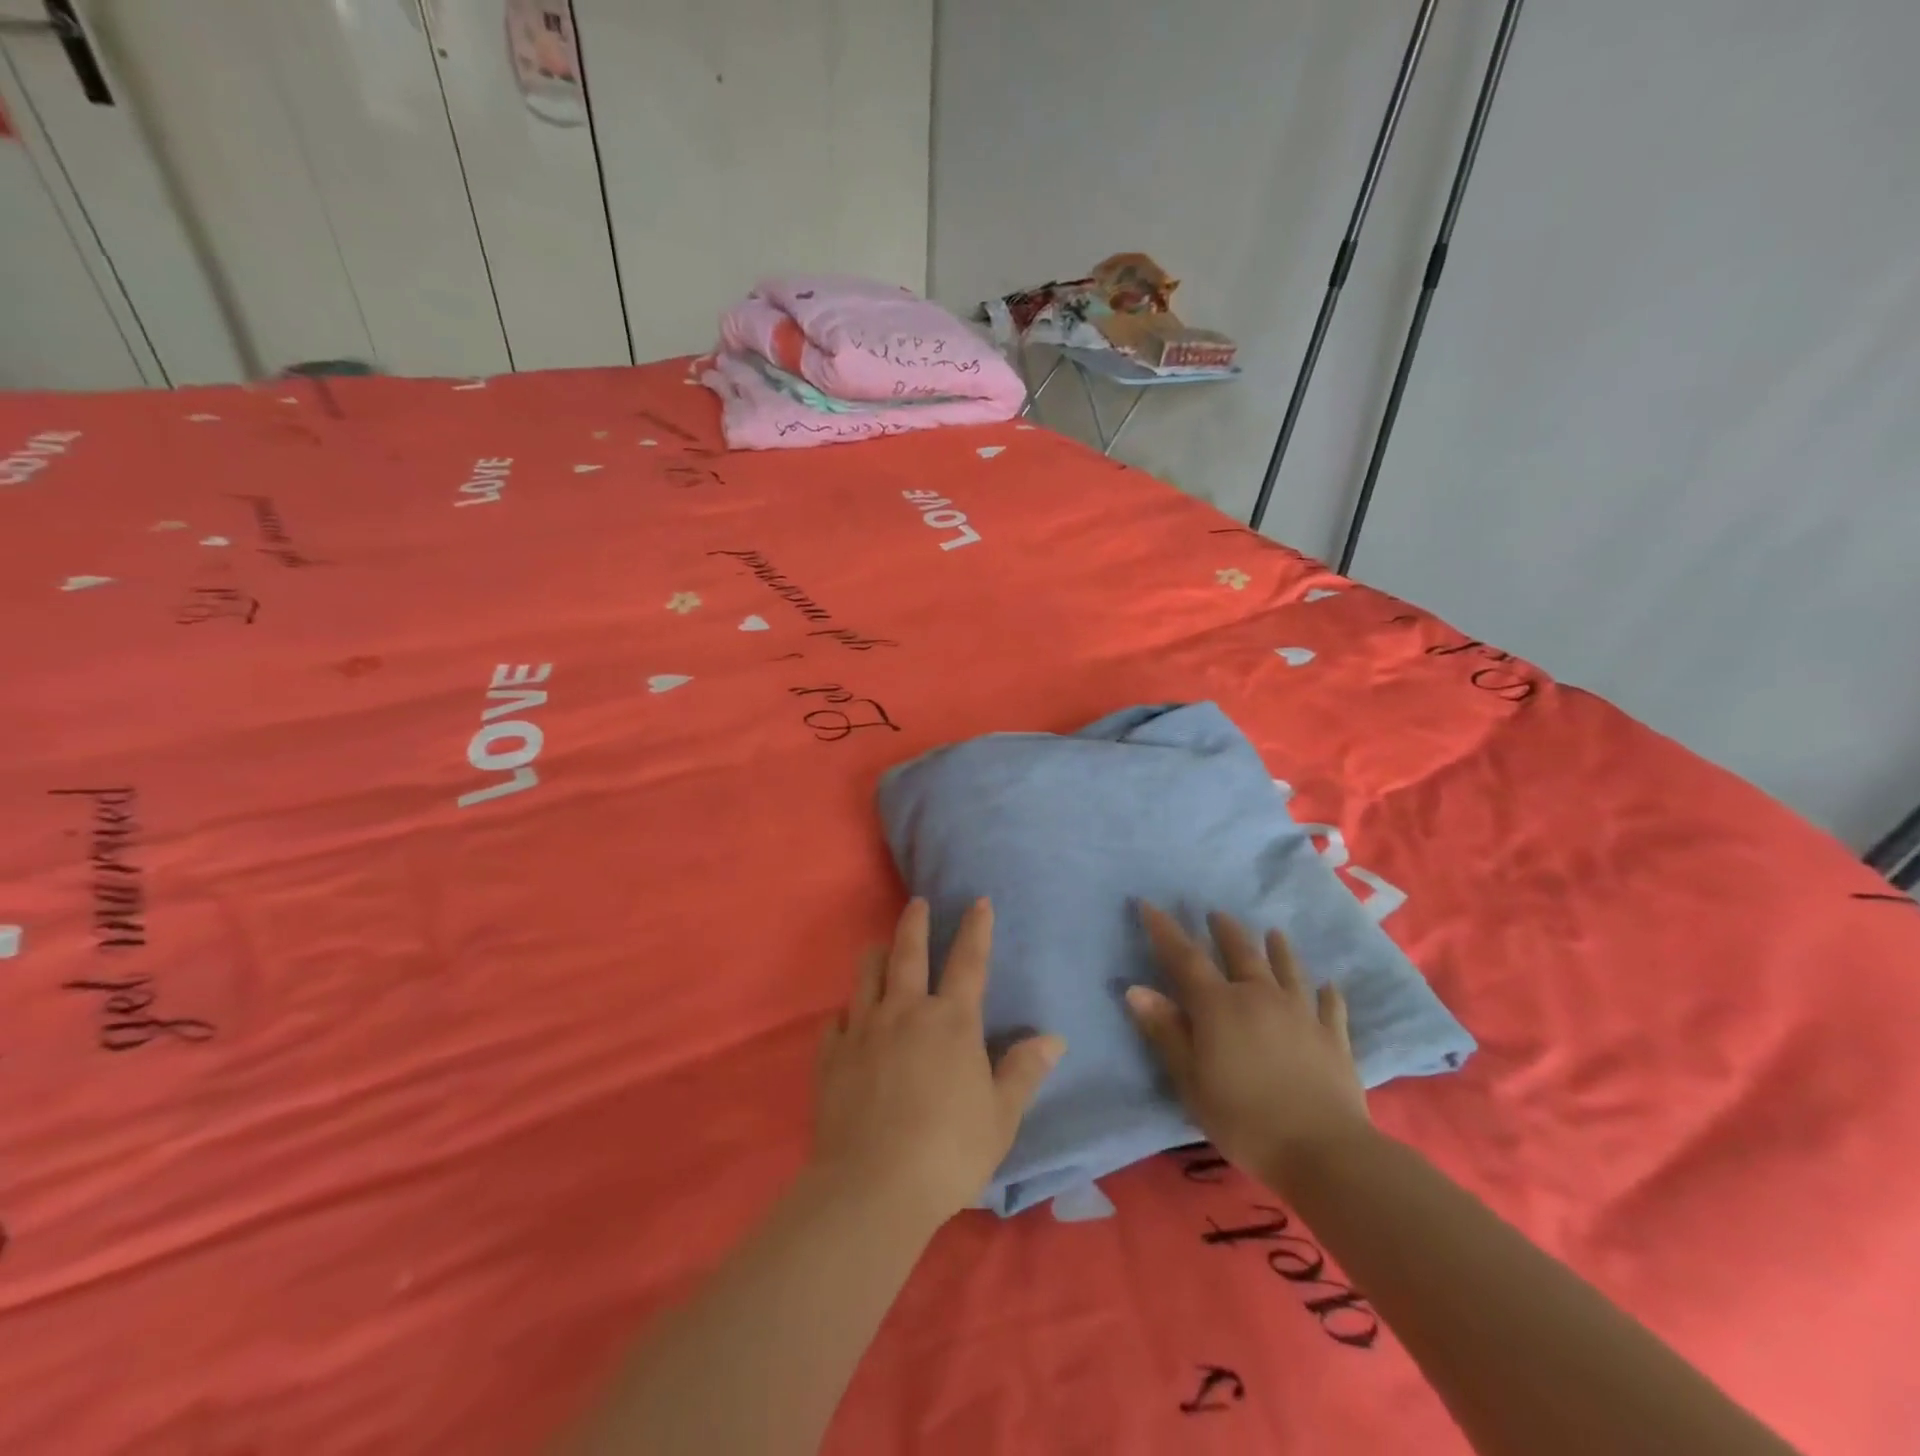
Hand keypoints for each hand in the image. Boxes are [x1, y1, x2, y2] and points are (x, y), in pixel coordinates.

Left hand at [813, 898, 1064, 1225]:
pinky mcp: (832, 1055)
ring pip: (867, 974)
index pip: (968, 962)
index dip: (976, 929)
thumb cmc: (948, 1151)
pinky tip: (847, 1020)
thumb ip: (1023, 1072)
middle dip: (914, 923)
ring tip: (880, 947)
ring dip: (876, 955)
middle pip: (908, 952)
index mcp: (951, 1022)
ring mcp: (863, 1030)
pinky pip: (836, 1020)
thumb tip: (1053, 1038)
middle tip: (916, 902)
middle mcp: (905, 1012)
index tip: (978, 902)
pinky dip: (845, 1014)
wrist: (872, 1186)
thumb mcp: (1000, 1117)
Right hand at [1127, 904, 1371, 1192]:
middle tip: (1217, 914)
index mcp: (1219, 1005)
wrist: (1324, 1151)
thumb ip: (1166, 1031)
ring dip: (1278, 949)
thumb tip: (1136, 989)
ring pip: (1287, 970)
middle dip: (1225, 931)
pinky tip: (1329, 985)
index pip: (1185, 958)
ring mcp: (1301, 1014)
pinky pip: (1330, 1006)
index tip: (1149, 904)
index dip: (1165, 931)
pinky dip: (1327, 993)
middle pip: (1241, 953)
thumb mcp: (1191, 1079)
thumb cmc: (1243, 1118)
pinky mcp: (1333, 1038)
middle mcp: (1260, 997)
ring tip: (1274, 932)